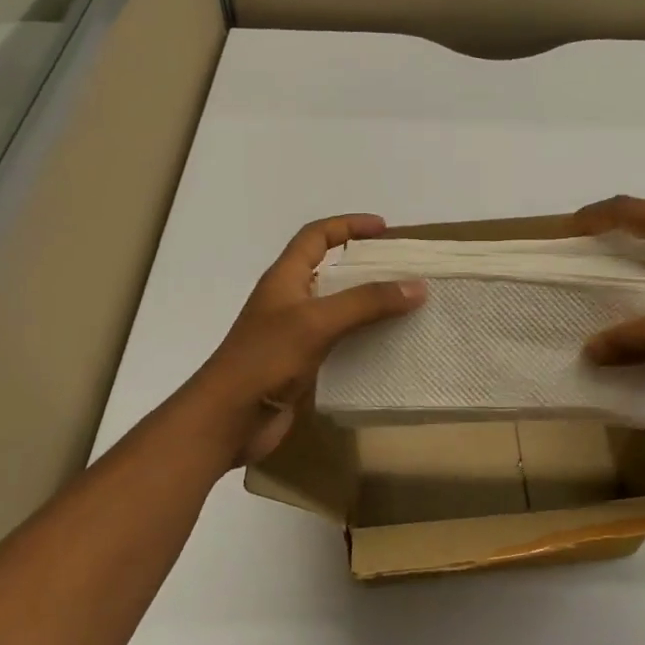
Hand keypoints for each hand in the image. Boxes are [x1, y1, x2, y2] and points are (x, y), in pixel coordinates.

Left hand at [177, 214, 425, 468]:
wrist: (227, 419)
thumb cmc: (266, 359)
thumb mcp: (317, 322)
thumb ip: (366, 302)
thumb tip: (417, 286)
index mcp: (285, 278)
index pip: (316, 236)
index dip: (348, 226)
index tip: (384, 229)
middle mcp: (289, 301)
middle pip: (330, 271)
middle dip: (365, 267)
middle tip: (403, 271)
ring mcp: (294, 334)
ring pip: (337, 309)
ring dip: (368, 305)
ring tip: (405, 307)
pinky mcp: (301, 365)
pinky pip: (339, 342)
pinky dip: (363, 339)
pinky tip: (388, 348)